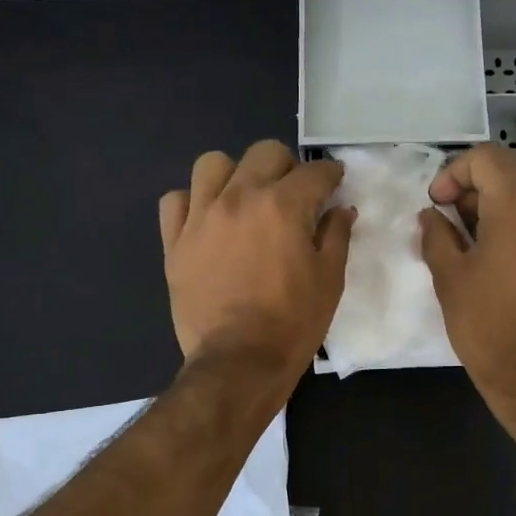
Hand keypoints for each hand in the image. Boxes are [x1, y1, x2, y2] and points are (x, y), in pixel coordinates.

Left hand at [159, 141, 354, 387]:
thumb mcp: (329, 281)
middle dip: (286, 167)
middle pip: (264, 153)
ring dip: (234, 175)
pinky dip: (192, 203)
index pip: (314, 172)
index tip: (334, 183)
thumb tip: (341, 210)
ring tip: (243, 200)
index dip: (330, 174)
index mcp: (283, 206)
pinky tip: (207, 221)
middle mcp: (238, 199)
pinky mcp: (174, 242)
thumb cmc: (293, 323)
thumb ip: (336, 236)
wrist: (239, 362)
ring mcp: (201, 218)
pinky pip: (175, 201)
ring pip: (212, 164)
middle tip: (293, 194)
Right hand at [418, 144, 515, 404]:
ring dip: (515, 227)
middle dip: (483, 202)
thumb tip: (432, 215)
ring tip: (494, 265)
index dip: (456, 172)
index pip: (487, 157)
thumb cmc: (488, 324)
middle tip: (460, 237)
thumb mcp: (449, 278)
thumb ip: (437, 236)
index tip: (441, 205)